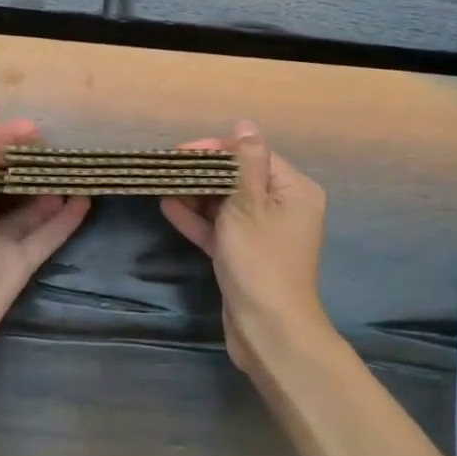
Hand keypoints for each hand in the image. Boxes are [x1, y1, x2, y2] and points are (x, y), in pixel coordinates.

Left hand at [0, 104, 89, 368]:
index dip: (6, 137)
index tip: (37, 128)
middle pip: (9, 180)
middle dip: (34, 164)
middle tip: (65, 150)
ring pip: (32, 209)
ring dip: (54, 190)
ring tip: (81, 173)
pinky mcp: (19, 265)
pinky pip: (47, 236)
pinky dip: (66, 220)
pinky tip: (86, 202)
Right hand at [160, 120, 330, 377]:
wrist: (268, 332)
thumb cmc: (259, 261)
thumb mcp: (248, 205)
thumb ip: (245, 162)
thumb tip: (245, 123)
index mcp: (294, 190)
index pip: (252, 155)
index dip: (217, 150)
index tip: (182, 152)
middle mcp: (284, 207)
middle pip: (239, 177)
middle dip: (202, 173)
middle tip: (166, 168)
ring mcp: (264, 233)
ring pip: (227, 203)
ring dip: (196, 195)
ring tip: (161, 184)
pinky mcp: (246, 254)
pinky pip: (221, 228)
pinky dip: (198, 219)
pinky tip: (168, 207)